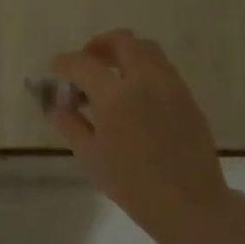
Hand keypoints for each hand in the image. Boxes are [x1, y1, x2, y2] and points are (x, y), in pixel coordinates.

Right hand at [47, 29, 235, 243]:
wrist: (188, 202)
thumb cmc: (131, 184)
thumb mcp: (90, 156)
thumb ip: (69, 124)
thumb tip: (56, 105)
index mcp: (116, 95)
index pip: (83, 64)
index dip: (65, 63)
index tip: (56, 67)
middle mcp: (146, 80)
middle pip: (123, 41)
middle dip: (99, 46)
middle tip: (86, 63)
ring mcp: (171, 86)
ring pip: (147, 50)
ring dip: (125, 54)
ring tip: (111, 78)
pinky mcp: (187, 97)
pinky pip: (162, 69)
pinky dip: (143, 70)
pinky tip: (134, 97)